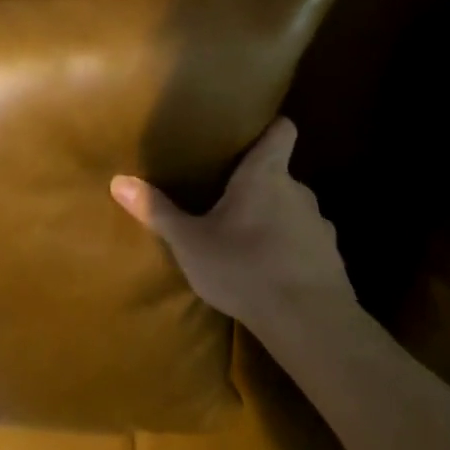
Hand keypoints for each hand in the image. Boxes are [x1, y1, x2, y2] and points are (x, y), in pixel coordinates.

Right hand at [110, 117, 355, 331]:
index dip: (270, 127)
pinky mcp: (331, 259)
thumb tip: (118, 181)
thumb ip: (157, 211)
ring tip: (247, 239)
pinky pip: (305, 243)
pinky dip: (290, 250)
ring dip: (274, 219)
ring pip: (293, 210)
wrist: (309, 322)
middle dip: (257, 184)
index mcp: (265, 175)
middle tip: (226, 198)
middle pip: (280, 174)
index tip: (252, 133)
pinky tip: (271, 272)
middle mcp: (298, 191)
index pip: (282, 130)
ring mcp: (320, 226)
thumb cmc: (245, 267)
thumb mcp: (190, 242)